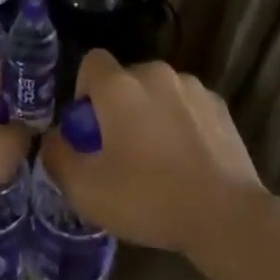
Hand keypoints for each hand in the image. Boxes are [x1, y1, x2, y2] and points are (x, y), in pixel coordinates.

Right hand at [39, 51, 272, 257]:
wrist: (226, 216)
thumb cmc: (148, 198)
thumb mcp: (85, 190)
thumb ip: (56, 156)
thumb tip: (53, 138)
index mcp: (119, 86)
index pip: (91, 62)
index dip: (83, 92)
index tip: (89, 130)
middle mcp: (155, 74)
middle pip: (125, 78)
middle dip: (117, 106)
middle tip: (119, 150)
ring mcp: (193, 88)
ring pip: (157, 91)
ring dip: (150, 112)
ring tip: (157, 157)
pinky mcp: (220, 106)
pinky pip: (186, 105)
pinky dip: (180, 122)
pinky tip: (187, 160)